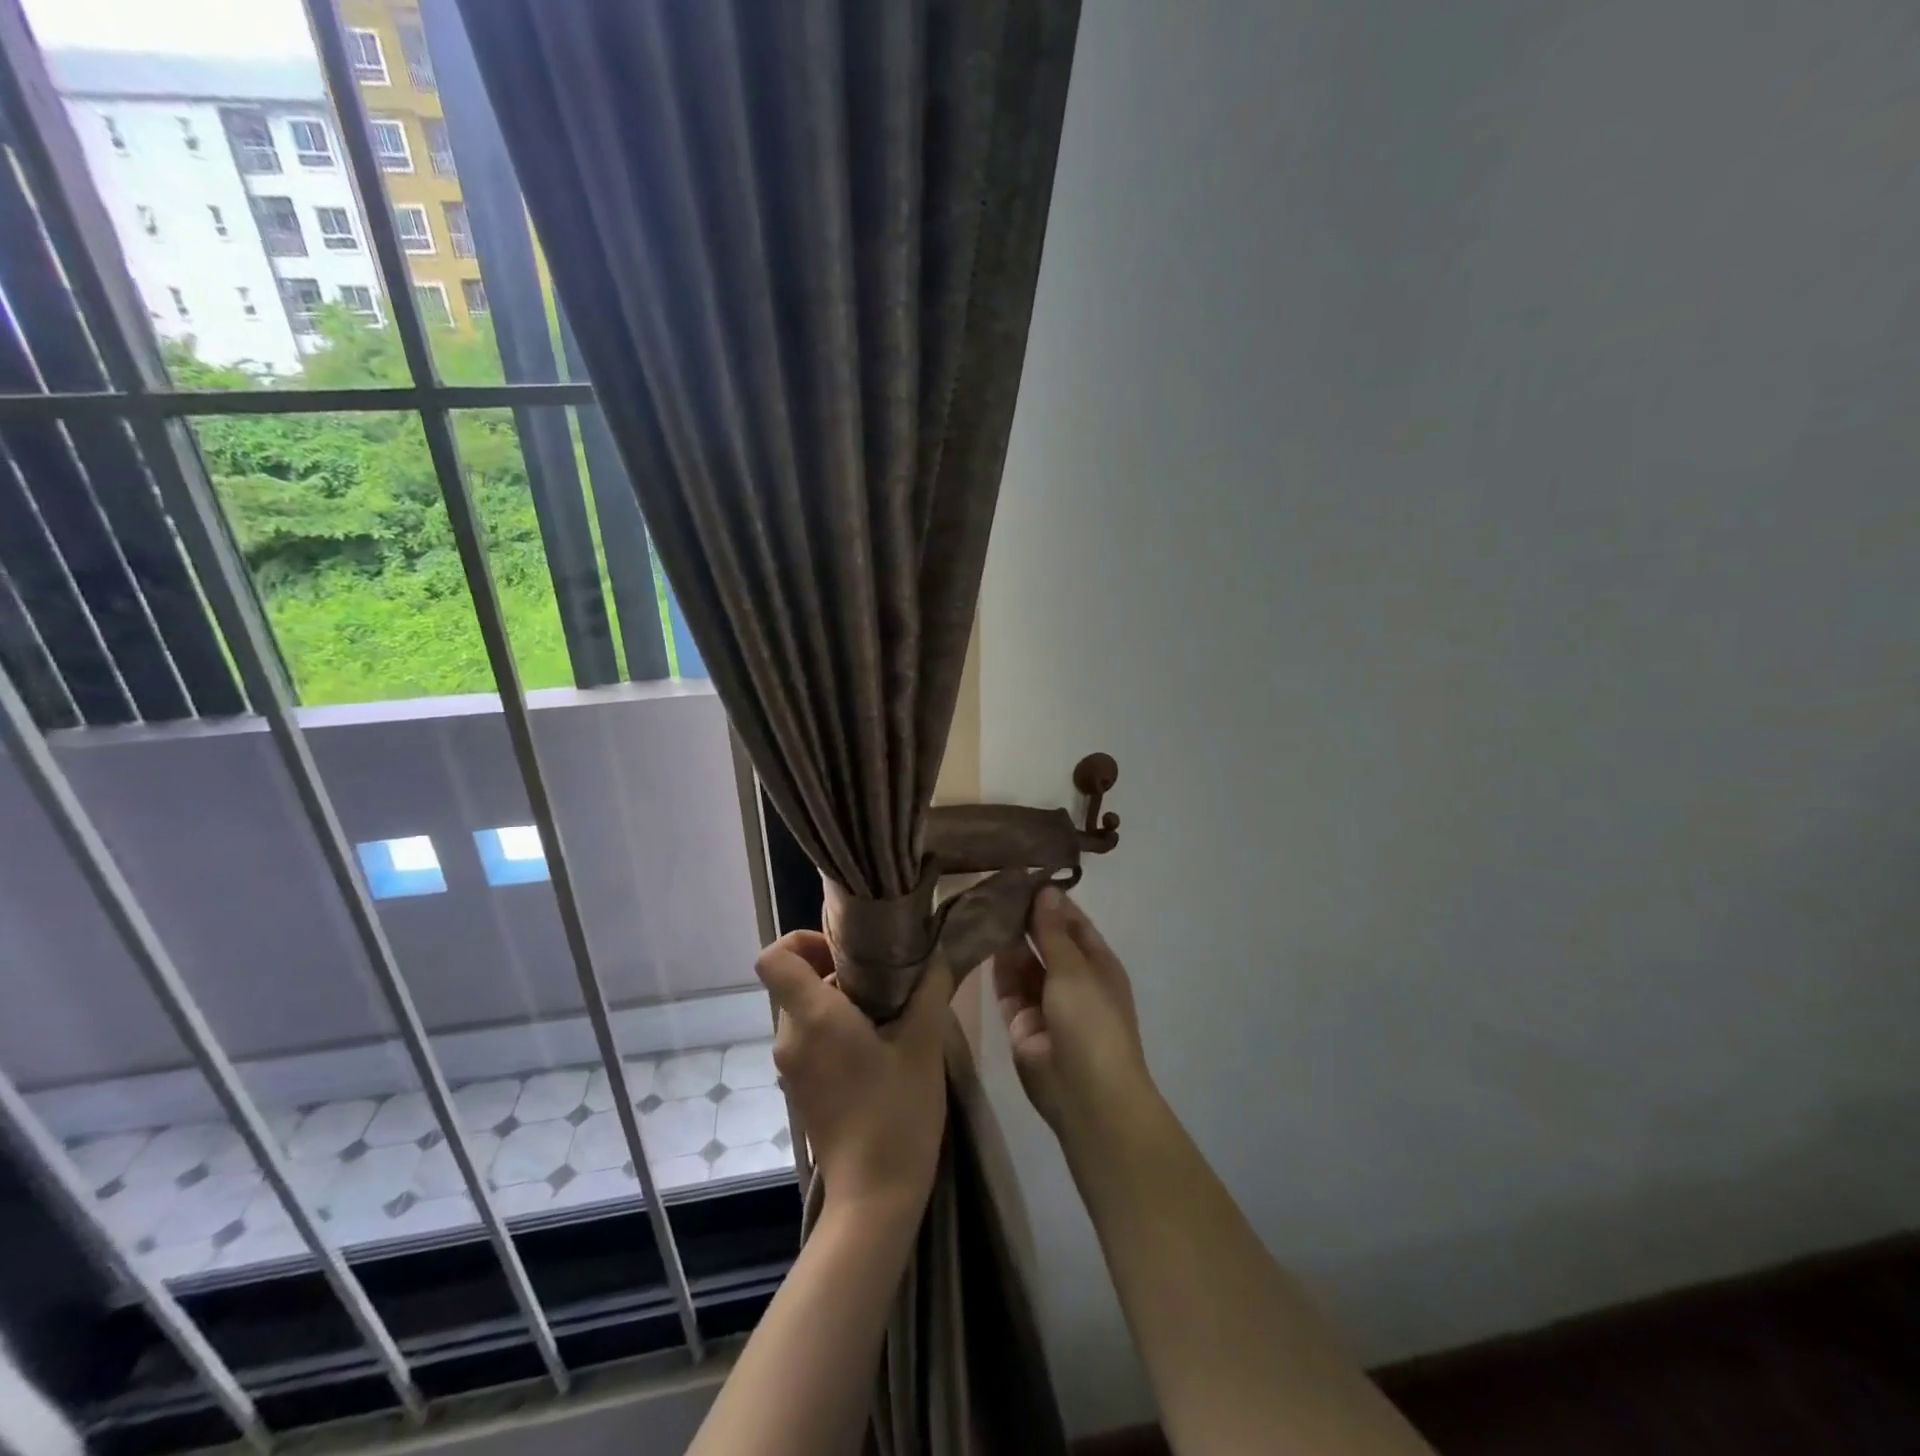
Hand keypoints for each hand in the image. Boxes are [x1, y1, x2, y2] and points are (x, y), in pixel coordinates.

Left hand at [755, 931, 950, 1218]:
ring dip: (840, 1001)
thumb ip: (929, 991)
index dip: (801, 940)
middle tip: (883, 981)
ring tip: (886, 1014)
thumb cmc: (896, 1112)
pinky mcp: (798, 1087)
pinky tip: (876, 1047)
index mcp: (813, 1017)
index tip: (844, 950)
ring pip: (804, 1009)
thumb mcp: (923, 1044)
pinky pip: (809, 1037)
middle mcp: (790, 1037)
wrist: (874, 1195)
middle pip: (795, 981)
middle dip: (835, 971)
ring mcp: (790, 1066)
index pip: (773, 957)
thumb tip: (937, 957)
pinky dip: (835, 1028)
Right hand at [994, 888, 1153, 1144]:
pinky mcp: (1019, 1020)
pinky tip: (977, 939)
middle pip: (1045, 940)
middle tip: (991, 885)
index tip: (1021, 873)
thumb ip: (1053, 930)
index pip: (1071, 922)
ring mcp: (1045, 1001)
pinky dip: (995, 965)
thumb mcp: (1074, 969)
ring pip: (1022, 961)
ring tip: (980, 905)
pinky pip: (1006, 985)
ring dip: (1007, 938)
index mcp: (1097, 963)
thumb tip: (1045, 889)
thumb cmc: (1092, 1022)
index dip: (1049, 900)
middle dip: (1024, 917)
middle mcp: (1072, 978)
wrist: (1085, 1094)